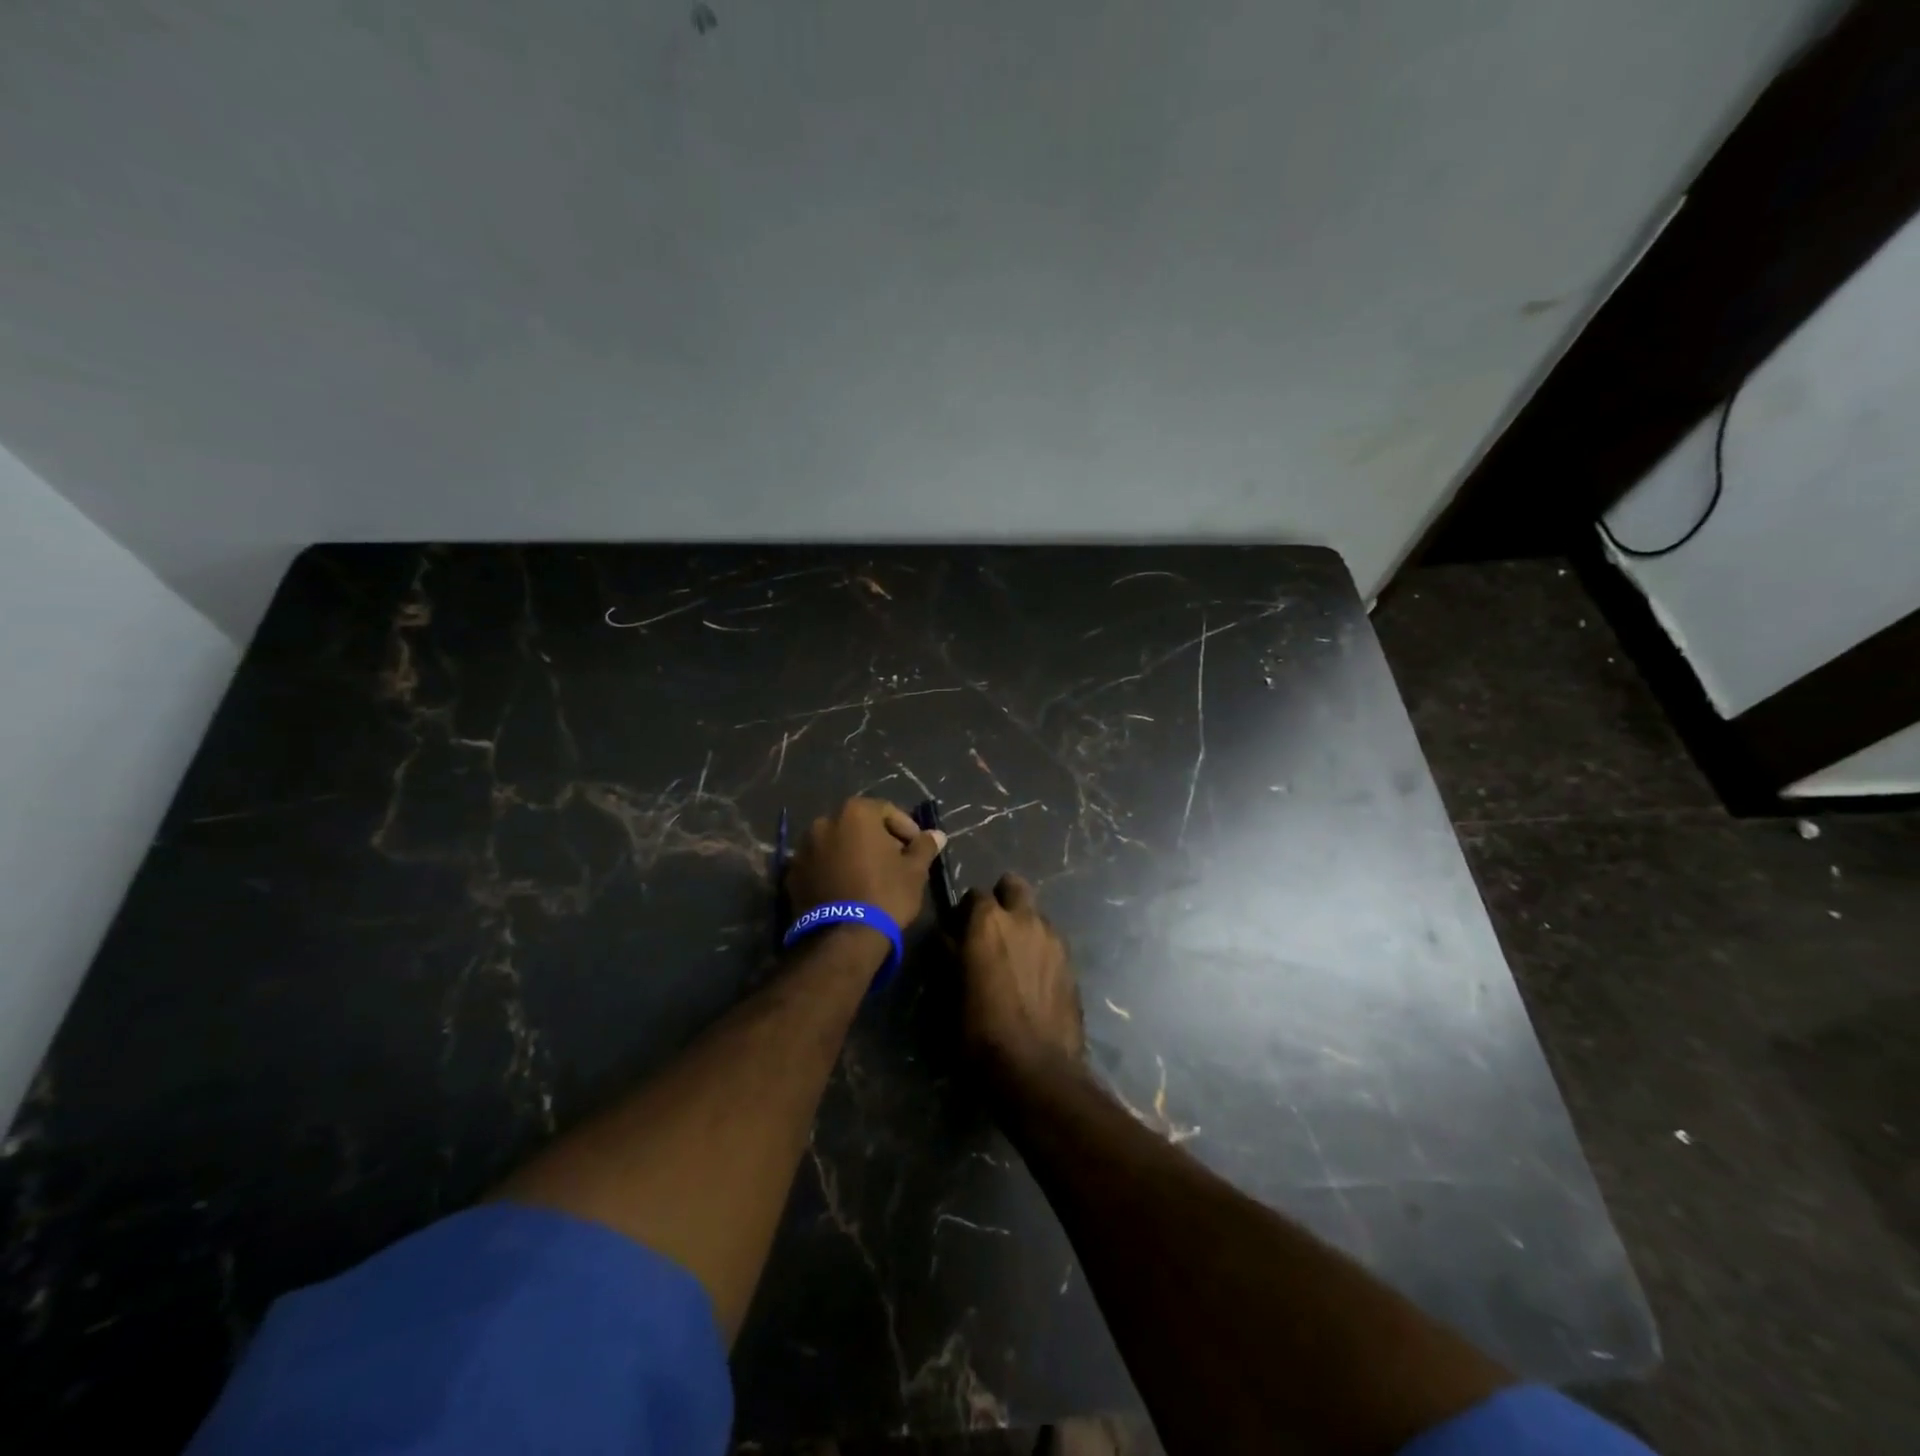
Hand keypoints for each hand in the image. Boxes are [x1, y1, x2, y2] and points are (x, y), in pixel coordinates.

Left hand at [785, 798, 946, 931]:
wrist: (843, 937)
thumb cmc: (885, 894)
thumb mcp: (914, 871)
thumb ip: (924, 846)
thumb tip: (937, 835)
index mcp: (855, 813)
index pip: (887, 811)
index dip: (906, 828)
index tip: (916, 849)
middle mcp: (825, 822)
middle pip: (859, 825)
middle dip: (877, 839)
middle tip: (895, 862)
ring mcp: (804, 848)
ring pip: (837, 843)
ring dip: (852, 853)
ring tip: (869, 877)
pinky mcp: (792, 873)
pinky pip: (820, 863)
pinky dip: (833, 869)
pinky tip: (847, 889)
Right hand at [959, 874, 1084, 1072]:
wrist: (1037, 1069)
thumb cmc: (981, 1032)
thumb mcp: (952, 991)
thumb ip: (952, 954)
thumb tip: (949, 936)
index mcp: (988, 922)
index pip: (974, 894)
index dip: (966, 912)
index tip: (961, 930)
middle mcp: (1023, 918)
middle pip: (1013, 886)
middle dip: (1002, 899)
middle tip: (992, 929)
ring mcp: (1053, 937)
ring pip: (1035, 913)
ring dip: (1023, 924)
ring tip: (1015, 956)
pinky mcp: (1071, 961)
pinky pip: (1051, 940)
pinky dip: (1040, 948)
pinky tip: (1034, 976)